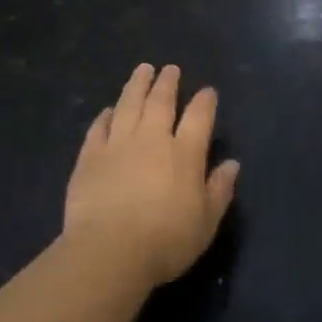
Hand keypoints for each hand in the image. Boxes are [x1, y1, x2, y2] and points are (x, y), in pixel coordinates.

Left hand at [64, 63, 239, 286]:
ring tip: (142, 70)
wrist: (109, 251)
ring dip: (136, 86)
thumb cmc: (166, 241)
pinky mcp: (90, 158)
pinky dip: (104, 116)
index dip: (205, 101)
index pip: (199, 117)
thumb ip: (220, 190)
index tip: (207, 91)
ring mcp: (118, 145)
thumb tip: (232, 164)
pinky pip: (98, 128)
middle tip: (169, 69)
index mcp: (185, 153)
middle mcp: (152, 140)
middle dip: (167, 83)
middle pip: (161, 102)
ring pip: (128, 105)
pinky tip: (107, 110)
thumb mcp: (206, 222)